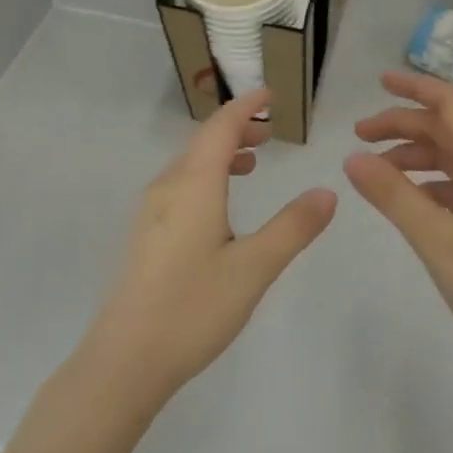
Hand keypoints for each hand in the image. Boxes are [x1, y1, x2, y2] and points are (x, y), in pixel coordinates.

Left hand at [82, 89, 336, 412]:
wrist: (126, 358)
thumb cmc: (193, 308)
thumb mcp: (254, 268)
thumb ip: (292, 227)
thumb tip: (327, 191)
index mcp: (193, 185)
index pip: (220, 128)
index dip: (245, 107)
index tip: (269, 94)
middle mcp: (167, 188)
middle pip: (202, 142)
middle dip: (236, 130)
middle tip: (269, 132)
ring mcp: (150, 212)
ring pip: (188, 166)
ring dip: (220, 155)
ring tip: (250, 164)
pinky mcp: (145, 236)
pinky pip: (179, 187)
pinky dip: (205, 178)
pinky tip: (219, 209)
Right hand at [345, 71, 452, 389]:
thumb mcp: (438, 241)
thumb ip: (393, 196)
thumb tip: (352, 157)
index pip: (452, 106)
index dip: (416, 87)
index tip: (379, 82)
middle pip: (449, 130)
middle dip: (404, 124)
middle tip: (359, 136)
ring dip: (415, 156)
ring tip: (375, 172)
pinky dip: (430, 184)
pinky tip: (409, 205)